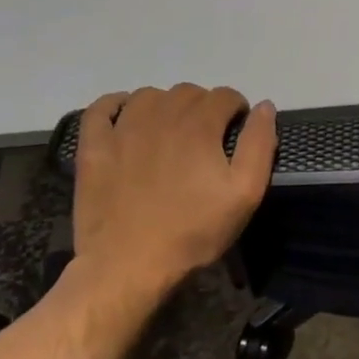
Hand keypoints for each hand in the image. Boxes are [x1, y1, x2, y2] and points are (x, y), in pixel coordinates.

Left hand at [68, 84, 276, 316]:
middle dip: (204, 106)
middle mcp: (160, 116)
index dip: (236, 109)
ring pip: (149, 96)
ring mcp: (122, 130)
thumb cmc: (193, 231)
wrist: (128, 265)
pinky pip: (100, 109)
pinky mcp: (93, 148)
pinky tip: (125, 116)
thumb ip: (259, 144)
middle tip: (207, 138)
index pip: (225, 95)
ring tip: (171, 131)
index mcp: (199, 125)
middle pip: (189, 92)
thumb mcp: (245, 193)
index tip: (236, 132)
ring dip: (166, 105)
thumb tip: (264, 107)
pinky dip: (115, 104)